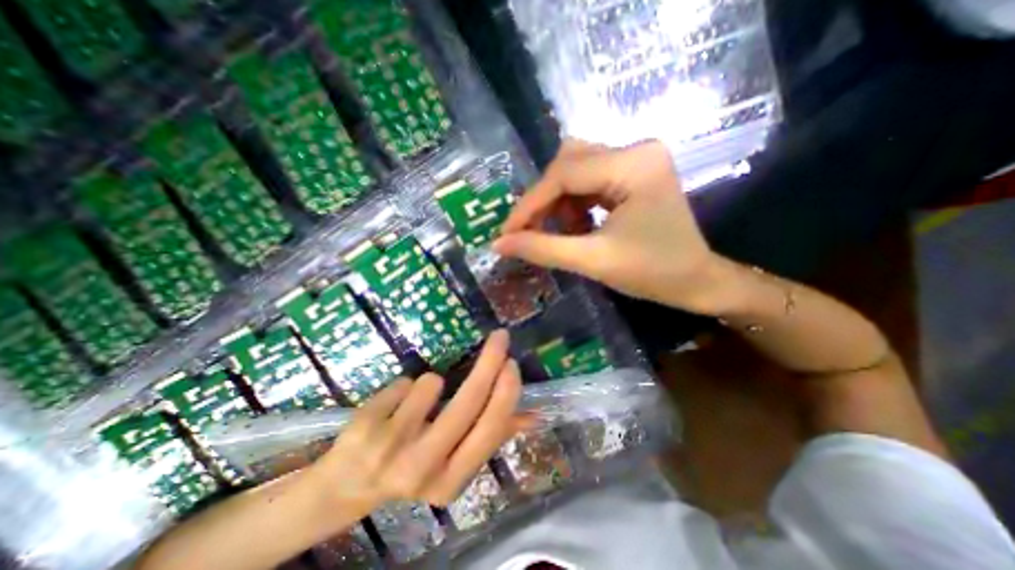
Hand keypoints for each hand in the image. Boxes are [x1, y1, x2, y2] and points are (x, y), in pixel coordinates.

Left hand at [311, 329, 527, 511]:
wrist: (347, 485)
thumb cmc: (412, 466)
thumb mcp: (454, 461)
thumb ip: (492, 436)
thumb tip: (534, 416)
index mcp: (451, 481)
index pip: (489, 429)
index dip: (505, 392)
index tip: (511, 363)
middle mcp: (422, 468)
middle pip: (468, 401)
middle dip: (489, 362)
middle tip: (500, 338)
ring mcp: (391, 447)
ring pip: (432, 383)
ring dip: (431, 383)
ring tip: (416, 404)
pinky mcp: (366, 425)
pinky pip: (404, 382)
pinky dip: (405, 387)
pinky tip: (393, 407)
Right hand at [492, 138, 737, 315]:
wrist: (696, 281)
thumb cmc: (652, 273)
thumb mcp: (592, 261)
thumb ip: (542, 249)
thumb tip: (498, 244)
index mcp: (633, 165)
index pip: (564, 174)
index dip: (529, 205)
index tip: (506, 233)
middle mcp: (635, 150)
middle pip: (567, 164)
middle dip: (543, 202)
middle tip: (530, 233)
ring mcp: (636, 159)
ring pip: (575, 170)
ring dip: (559, 202)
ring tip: (563, 233)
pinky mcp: (633, 172)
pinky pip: (588, 179)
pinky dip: (574, 203)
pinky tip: (578, 226)